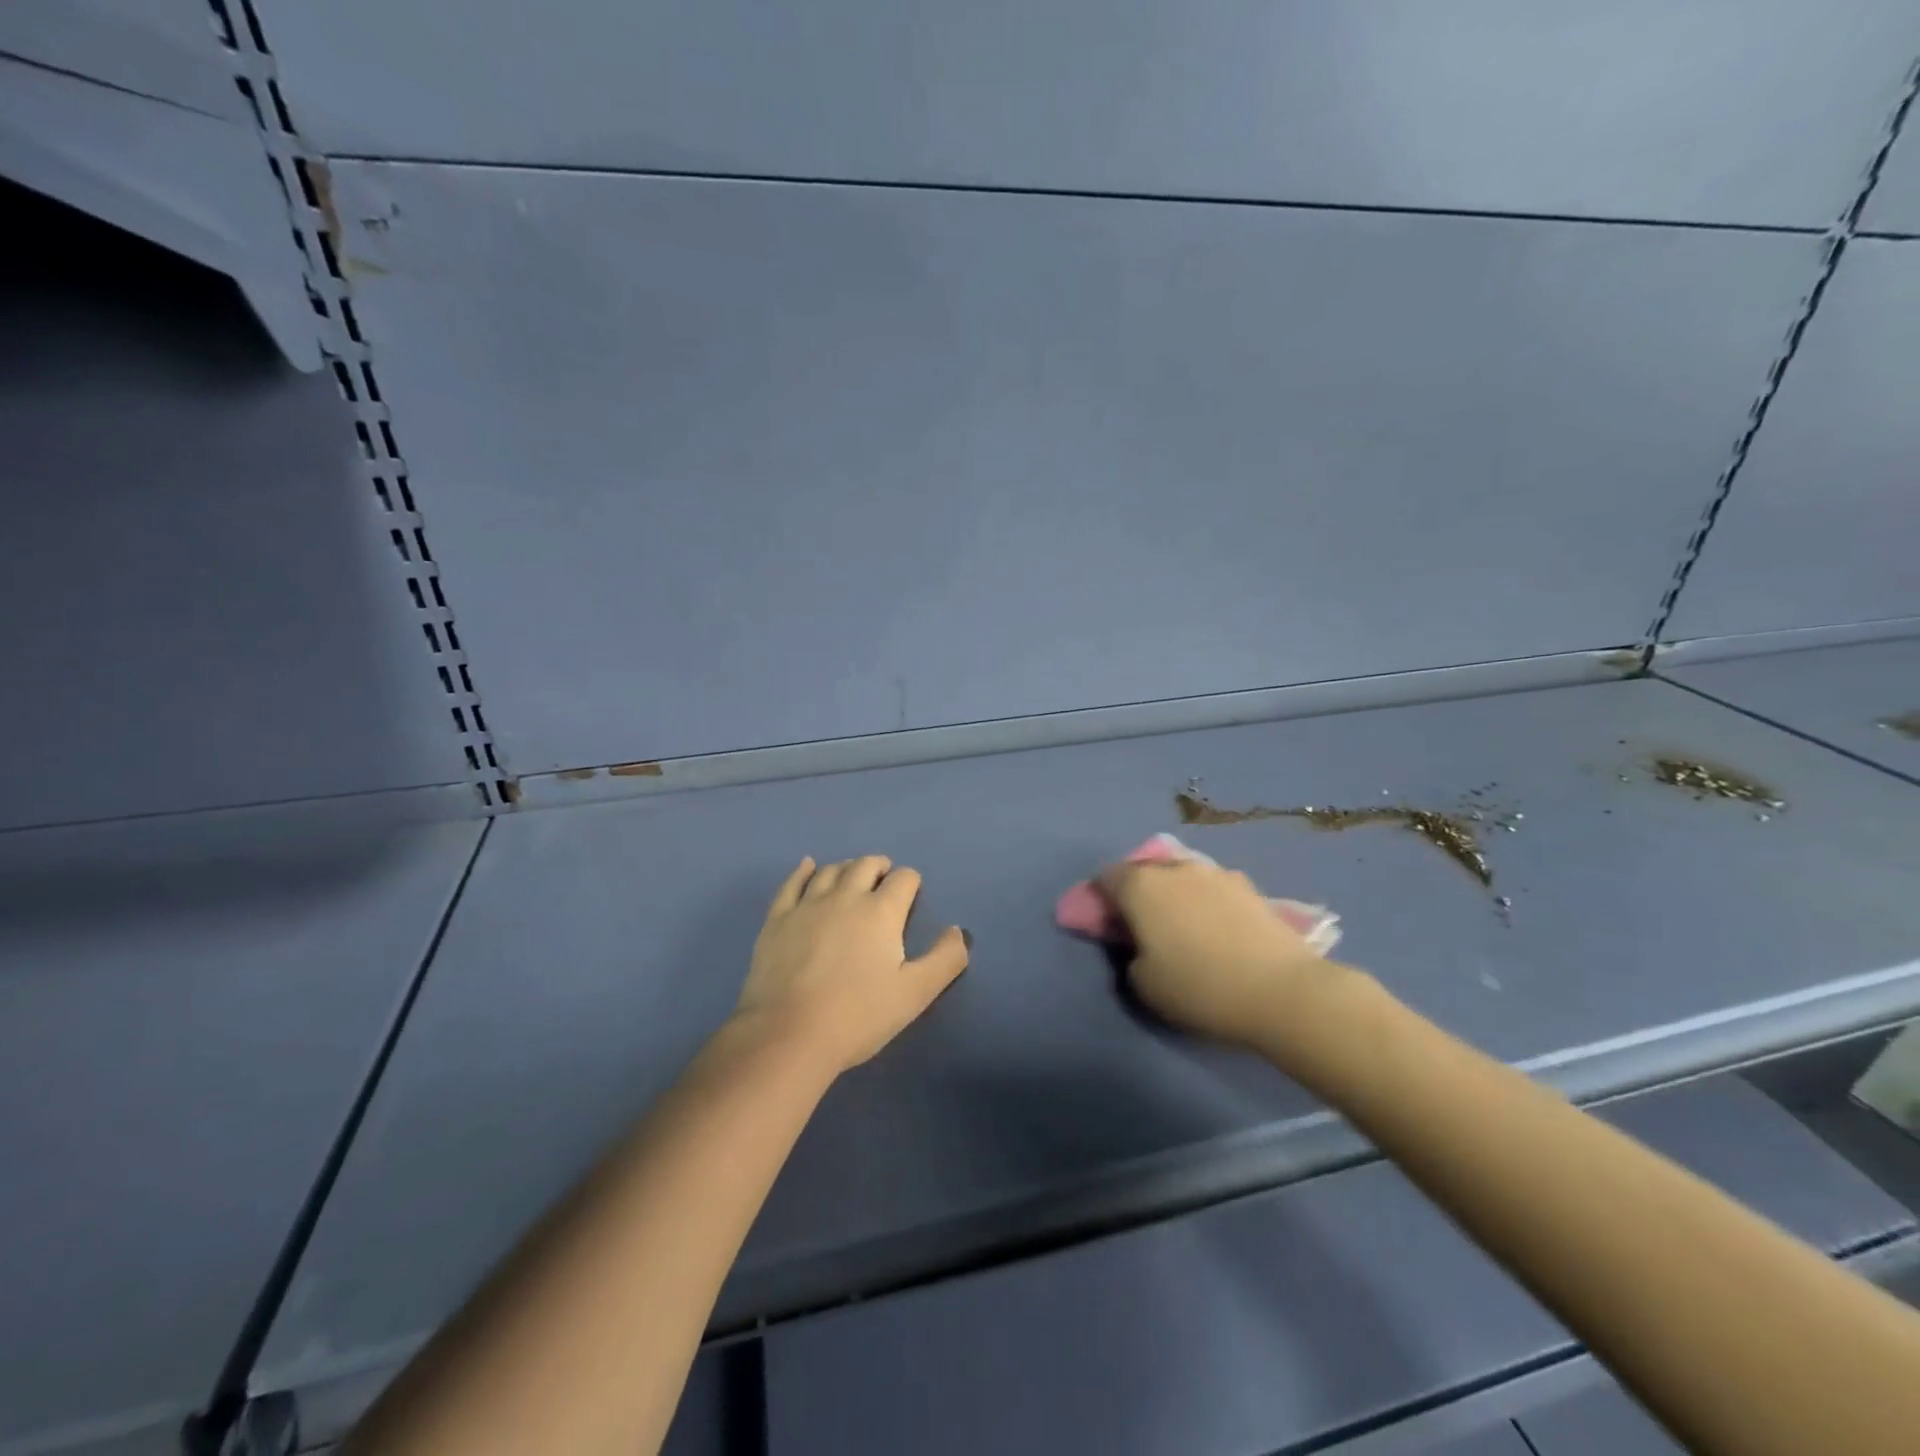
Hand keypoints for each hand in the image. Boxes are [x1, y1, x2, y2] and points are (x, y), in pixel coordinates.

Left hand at [732, 856, 970, 1075]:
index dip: (911, 883)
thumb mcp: (915, 994)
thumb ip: (945, 959)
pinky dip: (804, 870)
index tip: (911, 896)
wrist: (789, 1035)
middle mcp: (845, 896)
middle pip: (866, 865)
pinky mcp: (777, 919)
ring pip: (831, 871)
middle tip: (884, 881)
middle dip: (880, 868)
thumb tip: (957, 931)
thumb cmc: (858, 1016)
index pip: (904, 879)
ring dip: (847, 868)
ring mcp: (807, 905)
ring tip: (852, 877)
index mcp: (881, 912)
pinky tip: (808, 866)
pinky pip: (792, 883)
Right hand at [1098, 857, 1351, 1050]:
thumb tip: (1140, 945)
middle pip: (1146, 872)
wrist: (1282, 991)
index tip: (1110, 925)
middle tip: (1146, 929)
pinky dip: (1208, 904)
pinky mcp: (1251, 887)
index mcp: (1140, 885)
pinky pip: (1214, 890)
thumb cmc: (1199, 987)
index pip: (1106, 877)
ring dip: (1177, 896)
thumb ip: (1129, 955)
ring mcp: (1217, 872)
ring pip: (1182, 878)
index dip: (1102, 899)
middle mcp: (1176, 867)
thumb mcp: (1143, 984)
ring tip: (1187, 930)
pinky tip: (1219, 933)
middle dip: (1140, 894)